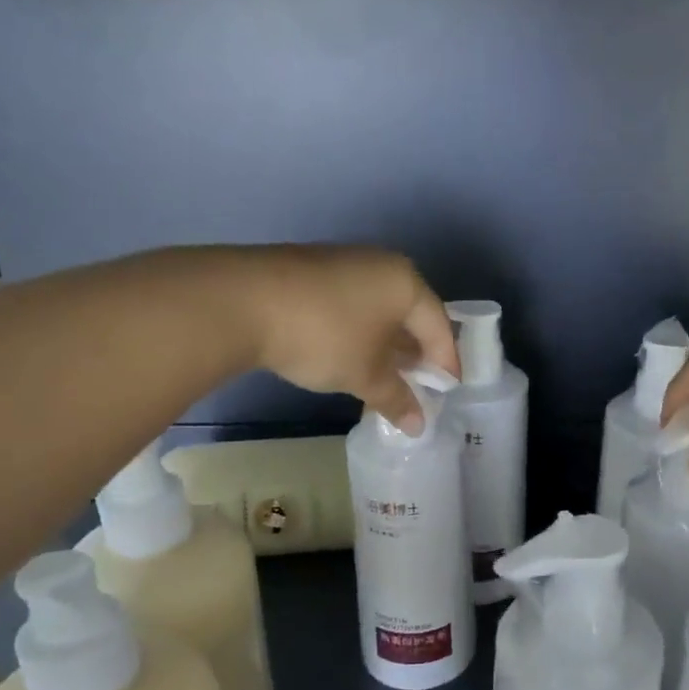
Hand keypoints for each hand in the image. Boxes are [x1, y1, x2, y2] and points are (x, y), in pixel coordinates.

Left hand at [242, 246, 459, 433]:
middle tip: (417, 385)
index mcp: (405, 282)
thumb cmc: (325, 336)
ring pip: (378, 309)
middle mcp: (380, 265)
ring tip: (383, 376)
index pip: (439, 325)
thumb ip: (396, 398)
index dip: (445, 361)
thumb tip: (419, 426)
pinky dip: (358, 332)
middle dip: (415, 352)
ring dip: (385, 344)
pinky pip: (351, 305)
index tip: (447, 391)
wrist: (241, 301)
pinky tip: (348, 356)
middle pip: (410, 313)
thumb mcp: (365, 374)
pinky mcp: (311, 271)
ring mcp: (343, 263)